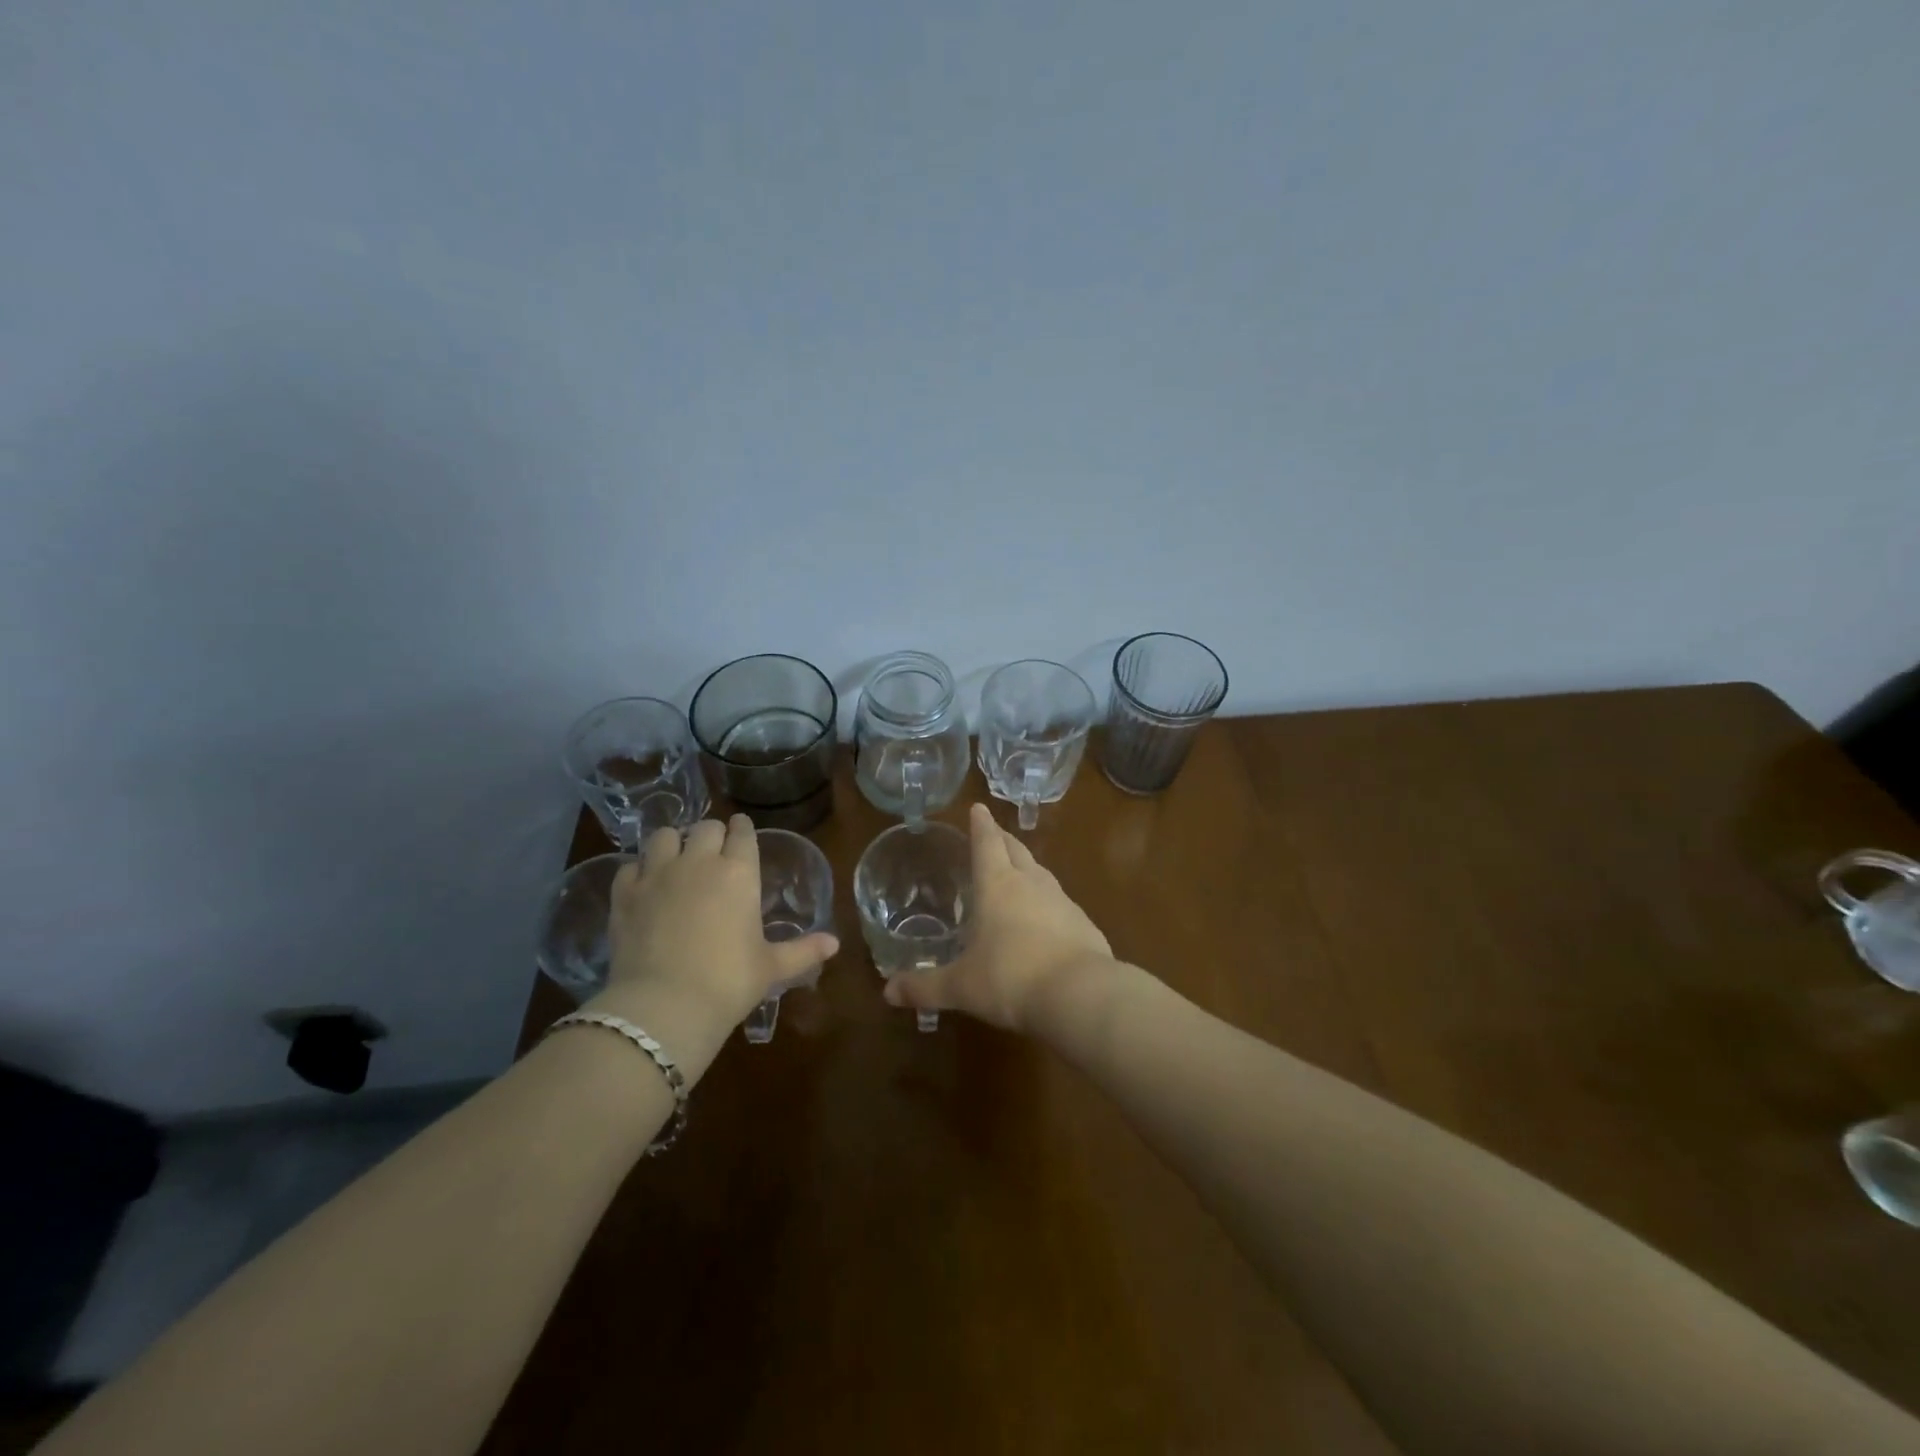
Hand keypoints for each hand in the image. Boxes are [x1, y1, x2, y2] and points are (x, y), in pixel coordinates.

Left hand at [587, 815, 837, 1078]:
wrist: (665, 1006)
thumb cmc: (729, 982)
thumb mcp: (772, 967)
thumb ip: (803, 950)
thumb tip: (835, 944)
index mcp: (740, 873)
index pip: (742, 833)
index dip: (743, 830)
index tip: (742, 832)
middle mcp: (699, 862)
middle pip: (705, 827)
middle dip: (711, 834)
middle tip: (713, 852)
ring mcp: (658, 874)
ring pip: (663, 836)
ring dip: (673, 843)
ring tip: (675, 860)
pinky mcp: (625, 894)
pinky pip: (630, 866)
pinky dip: (639, 871)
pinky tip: (644, 886)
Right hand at [884, 803, 1114, 1032]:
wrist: (1080, 995)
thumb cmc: (1010, 979)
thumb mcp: (961, 987)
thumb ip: (924, 987)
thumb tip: (888, 990)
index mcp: (997, 885)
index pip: (986, 843)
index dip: (981, 825)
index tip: (979, 807)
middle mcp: (1031, 884)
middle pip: (1016, 850)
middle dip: (1003, 839)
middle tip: (994, 833)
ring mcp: (1062, 901)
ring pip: (1041, 874)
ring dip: (1027, 868)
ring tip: (1018, 872)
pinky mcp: (1084, 924)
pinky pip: (1060, 903)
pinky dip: (1047, 902)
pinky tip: (1045, 919)